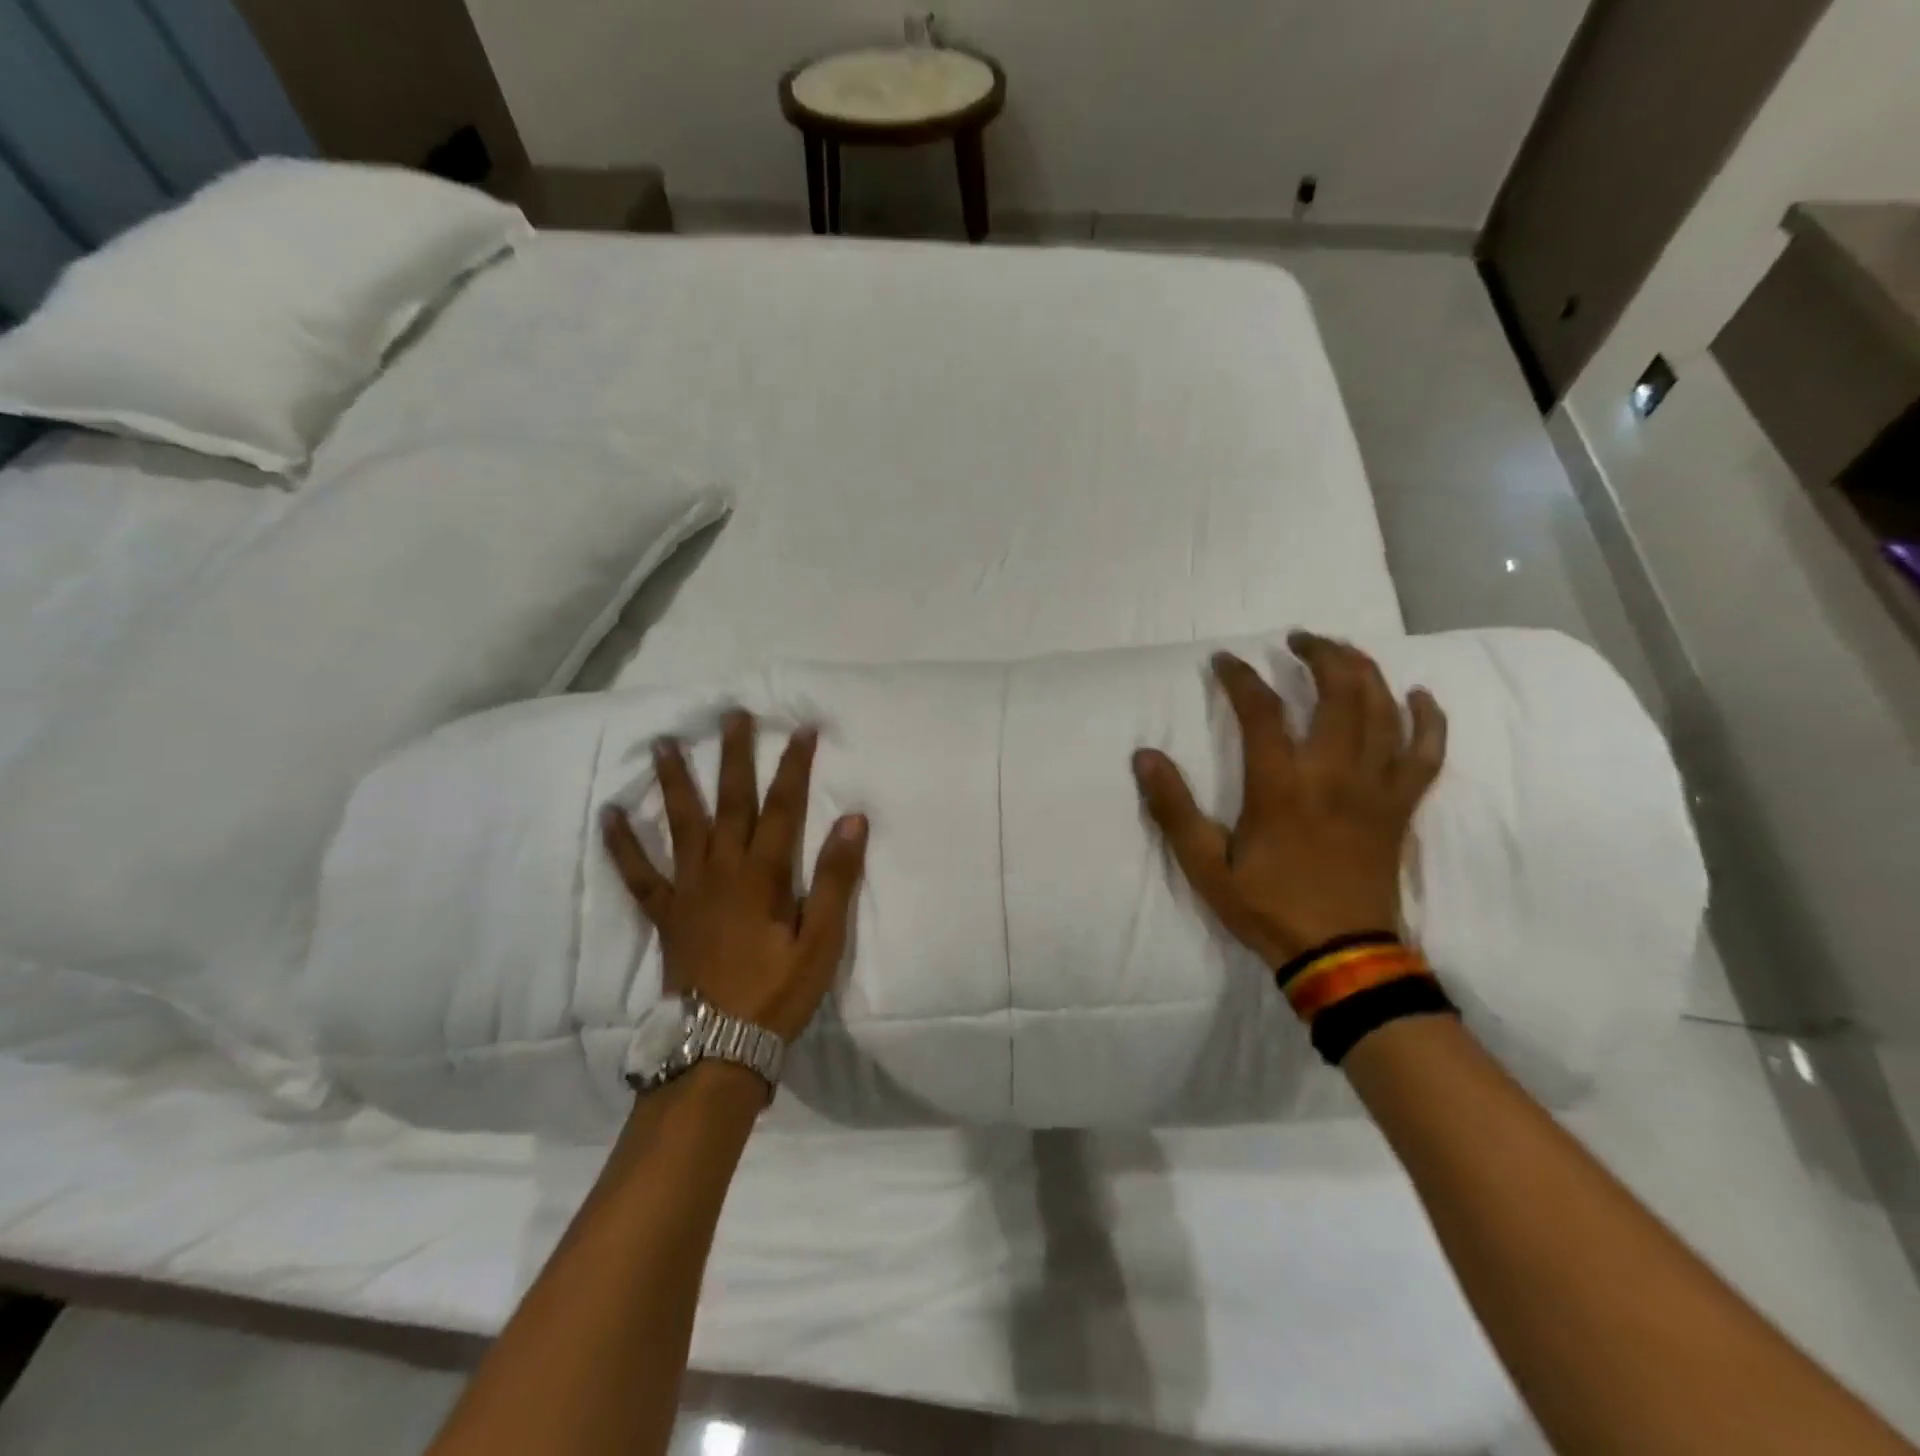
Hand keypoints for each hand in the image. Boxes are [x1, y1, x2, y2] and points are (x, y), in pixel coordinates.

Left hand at [600, 711, 868, 1042]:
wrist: (720, 1045)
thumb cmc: (779, 991)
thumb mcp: (822, 940)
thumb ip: (836, 878)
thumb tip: (853, 820)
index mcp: (763, 874)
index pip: (783, 806)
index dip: (793, 765)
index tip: (801, 728)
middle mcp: (723, 869)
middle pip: (730, 801)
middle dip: (733, 755)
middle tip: (730, 714)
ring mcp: (688, 890)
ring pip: (681, 824)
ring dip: (674, 781)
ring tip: (662, 743)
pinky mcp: (667, 914)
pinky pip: (639, 874)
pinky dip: (622, 845)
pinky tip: (609, 816)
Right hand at [1132, 632, 1446, 966]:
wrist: (1341, 954)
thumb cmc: (1267, 907)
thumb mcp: (1205, 865)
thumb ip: (1173, 809)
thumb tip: (1144, 756)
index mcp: (1281, 785)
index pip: (1262, 710)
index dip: (1241, 677)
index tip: (1225, 661)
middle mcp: (1334, 773)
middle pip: (1339, 692)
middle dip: (1319, 654)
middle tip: (1297, 639)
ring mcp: (1375, 787)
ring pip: (1383, 710)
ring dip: (1364, 671)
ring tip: (1342, 651)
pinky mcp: (1401, 806)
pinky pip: (1426, 753)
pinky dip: (1428, 719)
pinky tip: (1419, 695)